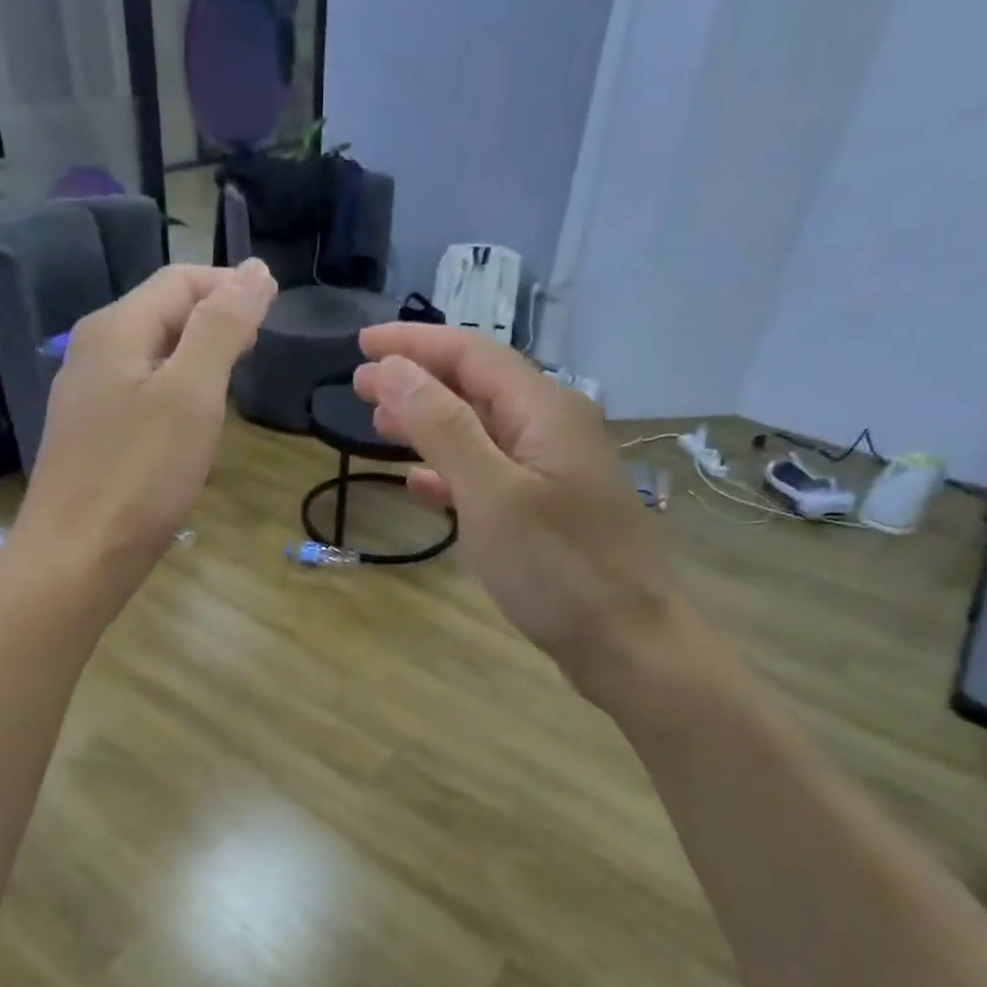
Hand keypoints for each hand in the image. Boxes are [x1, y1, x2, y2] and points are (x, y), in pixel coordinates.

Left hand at [13, 260, 275, 595]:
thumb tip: (256, 271)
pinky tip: (191, 418)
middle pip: (161, 312)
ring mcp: (86, 394)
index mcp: (116, 328)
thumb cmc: (140, 474)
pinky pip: (139, 390)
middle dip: (214, 316)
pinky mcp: (89, 434)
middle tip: (259, 344)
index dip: (230, 284)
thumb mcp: (192, 394)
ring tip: (234, 376)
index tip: (275, 308)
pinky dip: (174, 389)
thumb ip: (222, 328)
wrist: (77, 555)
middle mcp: (92, 350)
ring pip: (151, 353)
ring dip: (196, 353)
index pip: (180, 280)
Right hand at [354, 324, 679, 697]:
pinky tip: (420, 485)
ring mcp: (552, 471)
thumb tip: (391, 369)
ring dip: (429, 424)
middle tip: (359, 386)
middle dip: (417, 380)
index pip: (471, 353)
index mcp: (545, 410)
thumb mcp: (491, 493)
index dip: (413, 344)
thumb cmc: (557, 568)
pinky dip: (451, 472)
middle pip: (476, 386)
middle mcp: (552, 428)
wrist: (626, 644)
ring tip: (379, 425)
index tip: (360, 343)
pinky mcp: (547, 511)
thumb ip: (441, 427)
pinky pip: (490, 474)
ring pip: (480, 431)